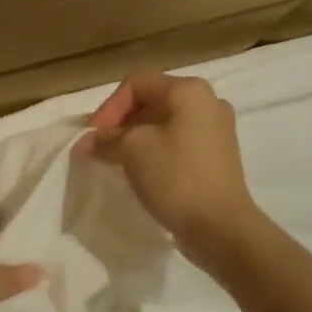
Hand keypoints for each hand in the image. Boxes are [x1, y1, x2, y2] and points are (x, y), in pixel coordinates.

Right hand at [75, 72, 259, 255]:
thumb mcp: (132, 150)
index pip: (137, 83)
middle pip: (151, 101)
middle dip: (120, 123)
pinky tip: (139, 169)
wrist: (220, 227)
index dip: (109, 107)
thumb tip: (91, 142)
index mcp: (190, 91)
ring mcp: (216, 130)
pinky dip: (154, 149)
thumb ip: (108, 138)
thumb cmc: (175, 177)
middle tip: (98, 147)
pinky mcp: (216, 156)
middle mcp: (208, 102)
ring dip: (134, 137)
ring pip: (164, 123)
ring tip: (113, 160)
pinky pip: (177, 142)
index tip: (93, 136)